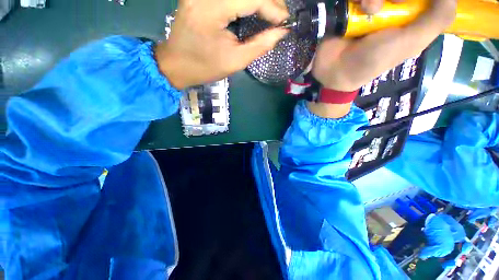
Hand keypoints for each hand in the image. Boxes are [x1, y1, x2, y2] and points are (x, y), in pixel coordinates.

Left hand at [155, 0, 288, 88]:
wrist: (176, 64)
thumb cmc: (205, 67)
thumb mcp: (235, 61)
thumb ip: (259, 45)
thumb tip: (281, 33)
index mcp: (211, 10)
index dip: (273, 8)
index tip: (286, 22)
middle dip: (269, 1)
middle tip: (281, 16)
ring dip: (258, 1)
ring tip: (271, 12)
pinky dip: (245, 2)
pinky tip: (254, 8)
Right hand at [312, 0, 456, 91]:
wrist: (336, 70)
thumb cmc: (374, 60)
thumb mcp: (411, 42)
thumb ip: (436, 19)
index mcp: (411, 14)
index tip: (412, 1)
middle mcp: (393, 4)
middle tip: (397, 2)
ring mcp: (371, 3)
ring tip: (372, 9)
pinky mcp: (352, 4)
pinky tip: (362, 7)